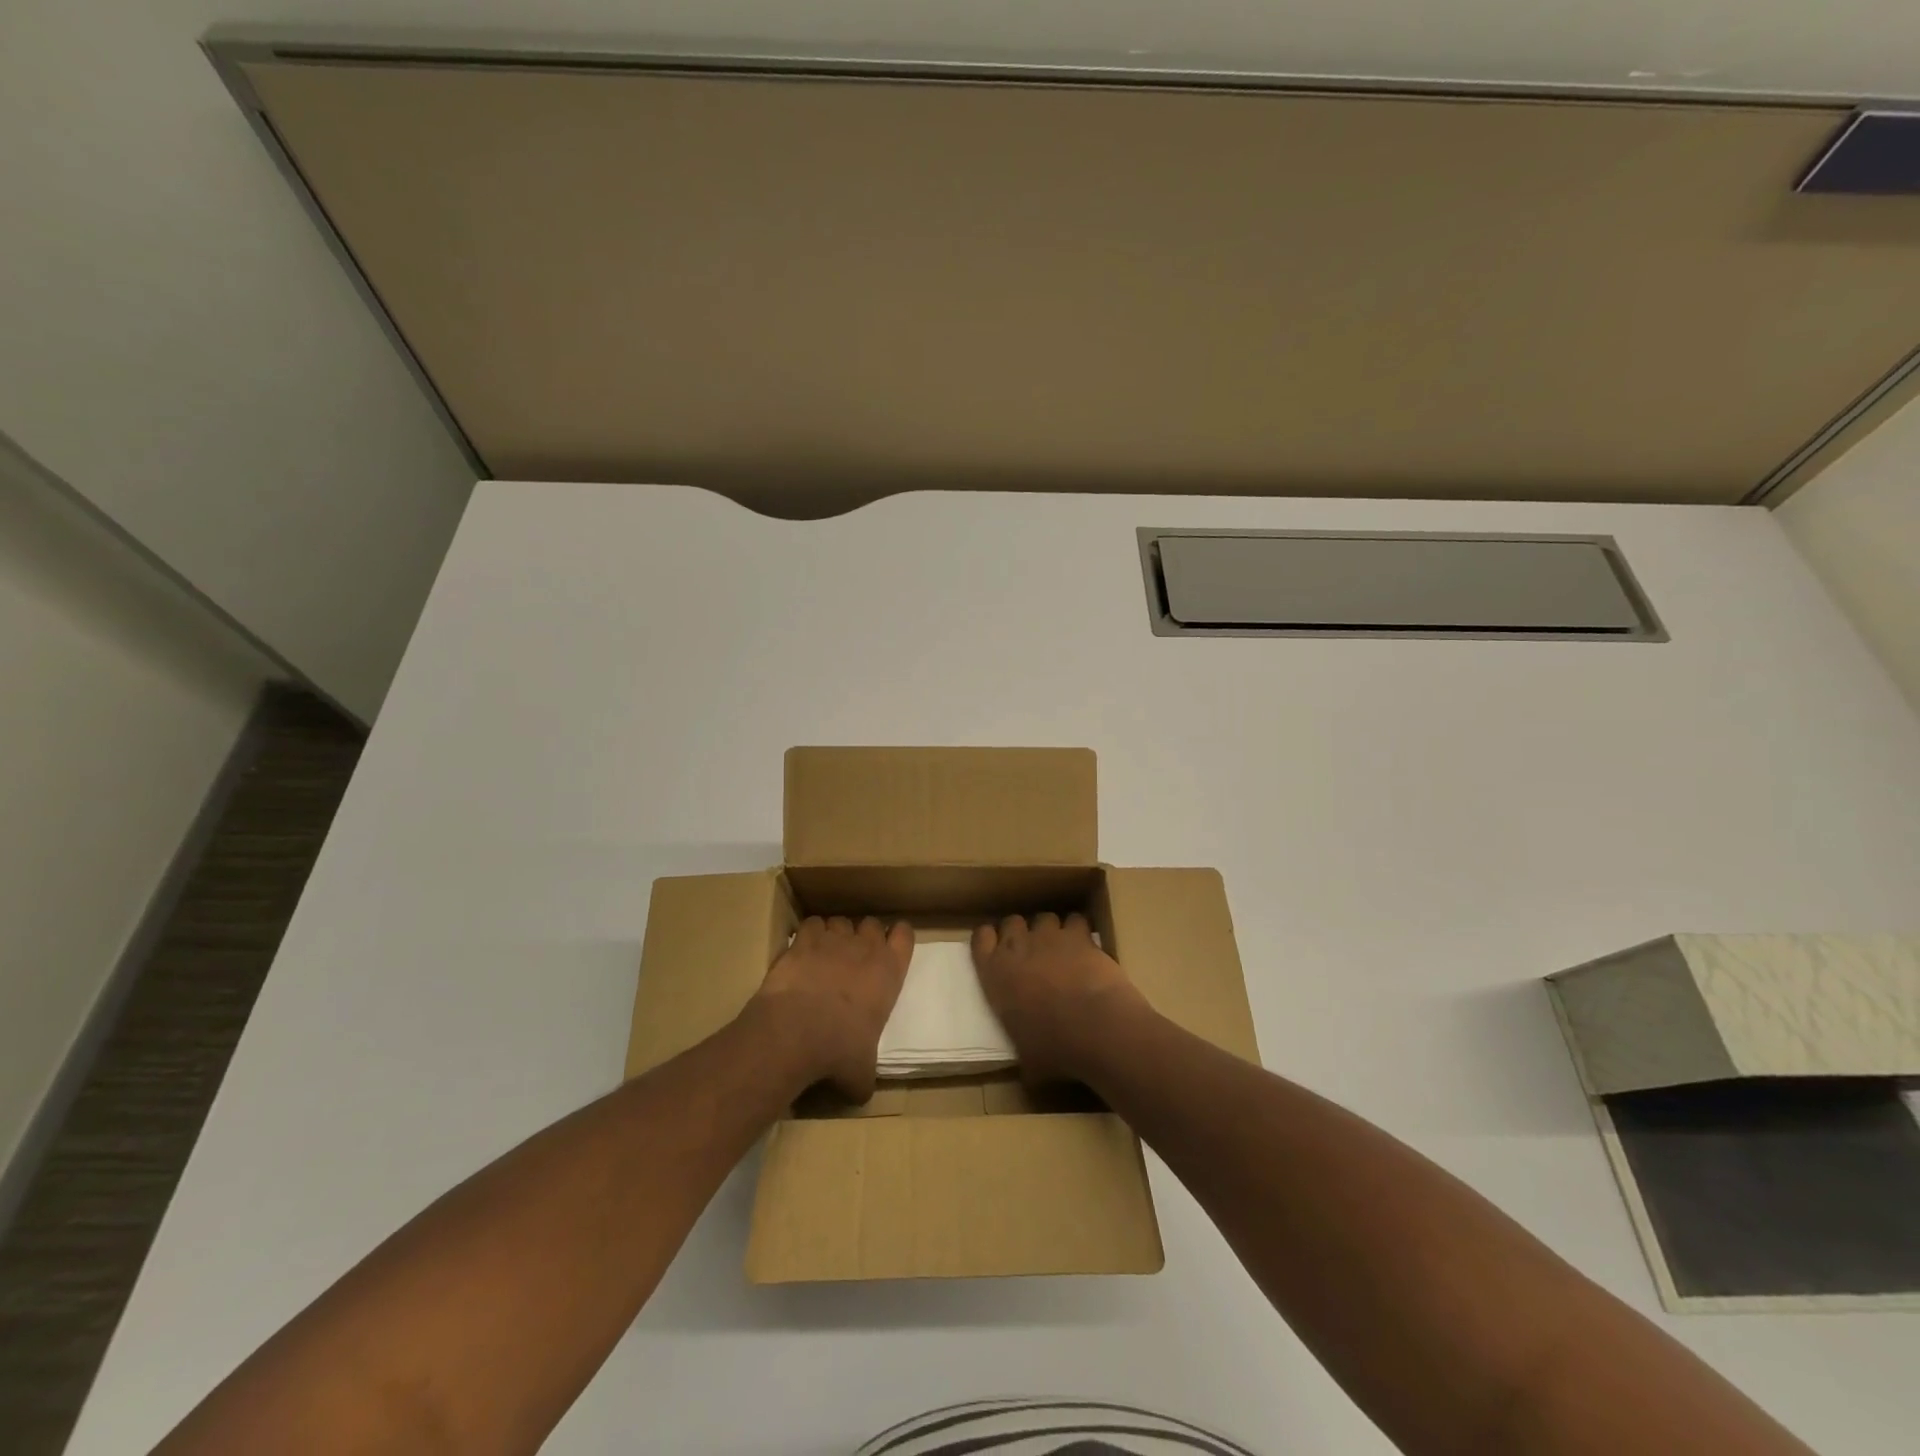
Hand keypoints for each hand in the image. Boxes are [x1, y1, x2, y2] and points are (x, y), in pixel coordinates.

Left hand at [751, 916, 912, 1100]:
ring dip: (836, 935)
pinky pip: (811, 924)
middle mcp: (865, 947)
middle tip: (854, 958)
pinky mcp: (803, 941)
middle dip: (864, 936)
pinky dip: (809, 934)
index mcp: (889, 971)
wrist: (795, 1032)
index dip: (897, 938)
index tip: (890, 948)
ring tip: (825, 955)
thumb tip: (861, 1090)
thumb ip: (866, 1074)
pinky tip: (802, 952)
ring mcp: (833, 940)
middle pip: (871, 923)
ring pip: (840, 922)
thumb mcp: (862, 1072)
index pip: (905, 935)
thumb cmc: (839, 1051)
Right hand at [971, 912, 1148, 1085]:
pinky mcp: (1079, 935)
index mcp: (994, 974)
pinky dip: (1080, 931)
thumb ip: (1023, 1052)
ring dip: (1051, 931)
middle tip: (1032, 952)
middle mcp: (1017, 947)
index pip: (980, 939)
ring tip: (1062, 950)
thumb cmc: (1054, 1048)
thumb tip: (1030, 1073)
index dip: (990, 941)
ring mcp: (1049, 937)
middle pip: (1012, 921)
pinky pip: (1075, 920)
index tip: (997, 950)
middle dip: (1021, 932)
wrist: (1095, 1027)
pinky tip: (1086, 948)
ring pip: (1044, 918)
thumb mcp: (1027, 1058)